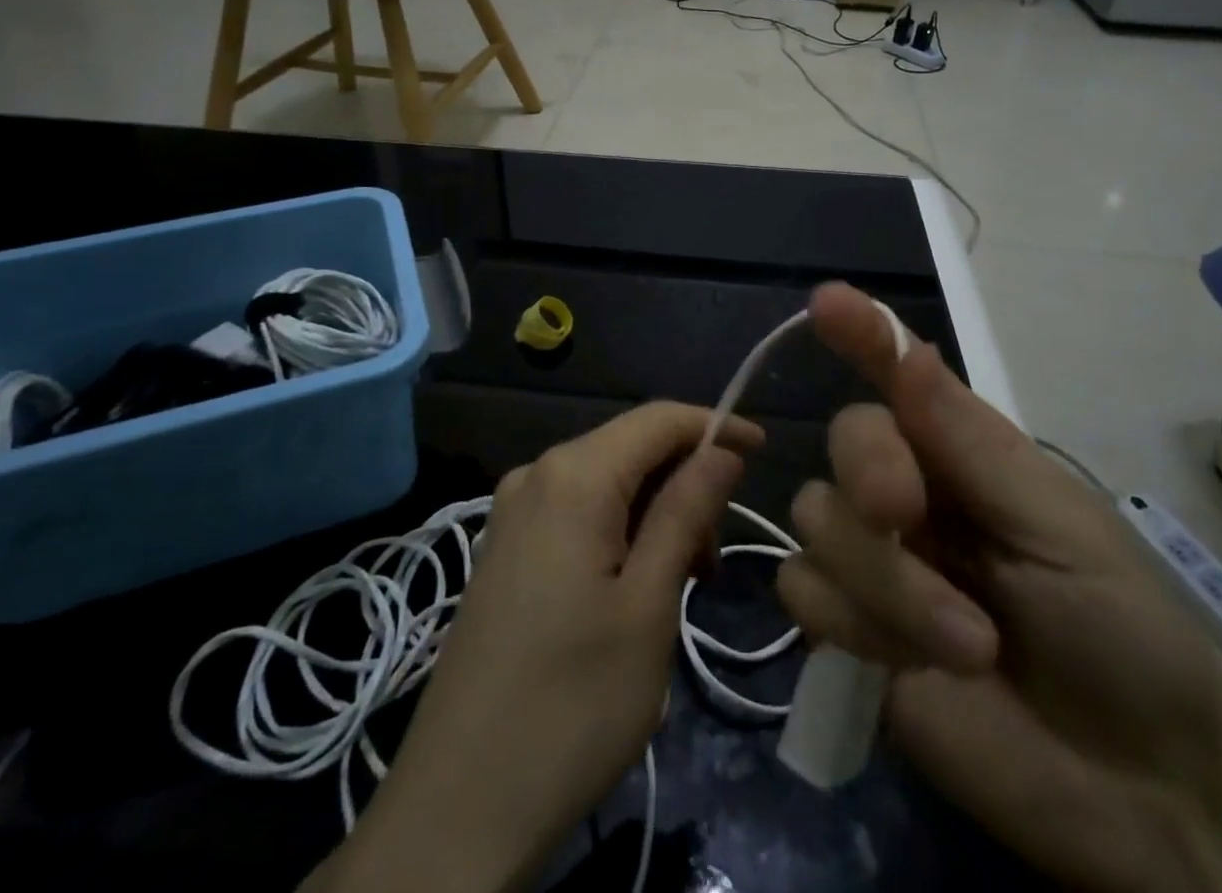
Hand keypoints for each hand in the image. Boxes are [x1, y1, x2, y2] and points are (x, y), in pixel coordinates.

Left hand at [306, 402, 761, 892]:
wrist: (459, 804)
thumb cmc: (573, 703)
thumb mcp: (649, 605)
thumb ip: (686, 512)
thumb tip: (721, 450)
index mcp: (573, 474)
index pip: (658, 418)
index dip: (714, 425)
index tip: (763, 451)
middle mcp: (537, 473)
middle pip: (631, 447)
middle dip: (685, 480)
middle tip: (716, 553)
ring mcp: (513, 510)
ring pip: (607, 481)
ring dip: (656, 511)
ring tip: (685, 579)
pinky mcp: (506, 547)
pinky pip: (577, 510)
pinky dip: (621, 529)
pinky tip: (638, 582)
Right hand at [777, 284, 1221, 892]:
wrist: (1136, 797)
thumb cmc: (1123, 636)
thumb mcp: (1062, 528)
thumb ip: (972, 444)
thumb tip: (907, 350)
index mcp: (963, 454)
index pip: (898, 374)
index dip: (862, 333)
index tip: (828, 302)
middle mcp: (909, 492)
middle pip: (844, 440)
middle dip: (869, 472)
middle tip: (904, 516)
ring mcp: (873, 561)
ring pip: (816, 517)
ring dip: (884, 582)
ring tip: (966, 642)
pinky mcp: (848, 629)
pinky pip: (801, 589)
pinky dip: (851, 624)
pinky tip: (906, 666)